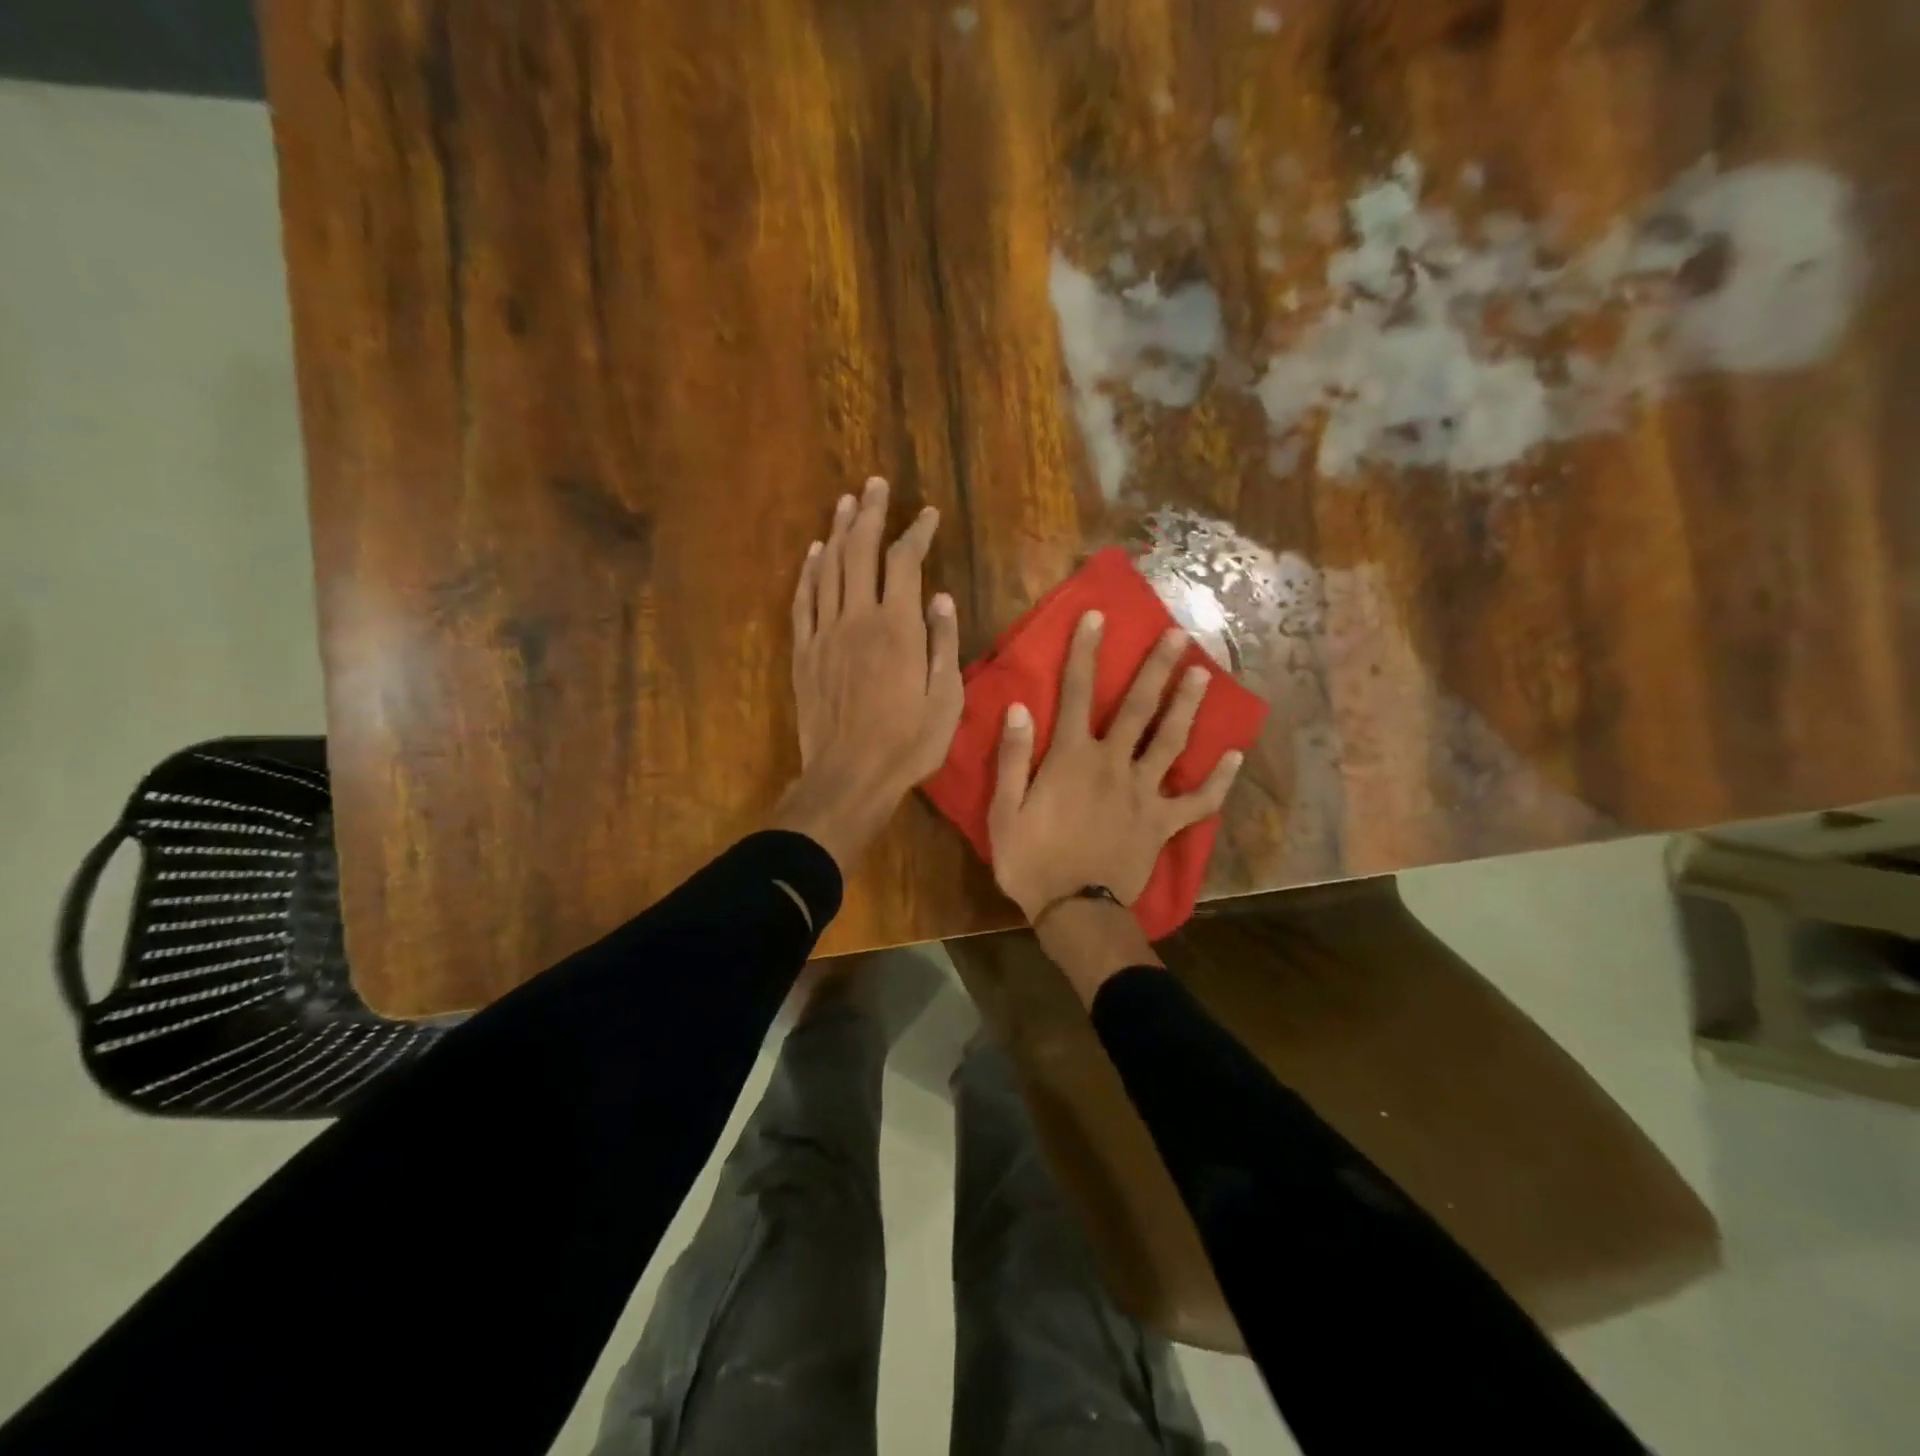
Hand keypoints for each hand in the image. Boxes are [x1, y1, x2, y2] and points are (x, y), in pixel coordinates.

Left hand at [772, 477, 962, 873]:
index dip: (917, 533)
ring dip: (837, 533)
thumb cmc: (907, 743)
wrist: (849, 775)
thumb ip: (943, 644)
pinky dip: (808, 572)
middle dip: (869, 514)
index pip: (905, 563)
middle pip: (860, 551)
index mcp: (898, 628)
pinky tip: (813, 553)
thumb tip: (941, 599)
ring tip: (845, 504)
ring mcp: (825, 633)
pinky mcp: (804, 652)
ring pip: (828, 569)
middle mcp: (858, 618)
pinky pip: (803, 601)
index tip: (928, 515)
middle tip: (875, 485)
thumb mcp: (946, 700)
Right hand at [988, 611, 1242, 922]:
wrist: (1075, 912)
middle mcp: (1113, 764)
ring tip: (1204, 674)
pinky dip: (1218, 781)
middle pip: (1138, 708)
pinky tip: (1233, 756)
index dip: (1086, 652)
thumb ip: (1014, 758)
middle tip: (1178, 635)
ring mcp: (1144, 793)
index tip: (1098, 616)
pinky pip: (1197, 801)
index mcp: (1072, 758)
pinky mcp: (1163, 824)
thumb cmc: (1032, 861)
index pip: (1077, 693)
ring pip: (1171, 741)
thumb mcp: (1004, 811)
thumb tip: (1020, 707)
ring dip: (1187, 706)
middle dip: (1156, 668)